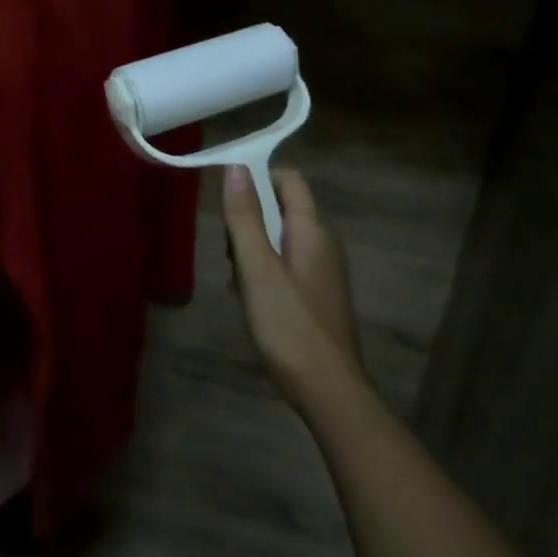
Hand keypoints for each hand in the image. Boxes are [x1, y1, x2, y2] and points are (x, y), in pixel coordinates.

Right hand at [224, 167, 366, 417]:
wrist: (328, 390)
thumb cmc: (288, 323)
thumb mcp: (256, 266)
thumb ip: (245, 216)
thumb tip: (236, 166)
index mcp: (312, 230)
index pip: (289, 180)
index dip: (258, 178)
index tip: (228, 197)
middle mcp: (324, 243)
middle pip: (282, 209)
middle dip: (250, 221)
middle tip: (230, 252)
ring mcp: (324, 271)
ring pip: (281, 239)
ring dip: (254, 249)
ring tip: (238, 282)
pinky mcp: (319, 295)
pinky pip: (287, 265)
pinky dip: (266, 271)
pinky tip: (253, 300)